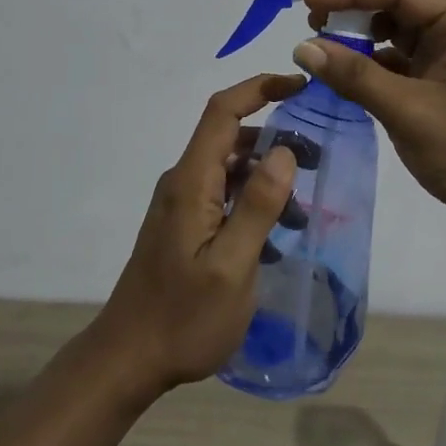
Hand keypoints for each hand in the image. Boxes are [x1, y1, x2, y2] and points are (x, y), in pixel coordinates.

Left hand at [89, 74, 304, 401]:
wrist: (128, 359)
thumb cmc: (183, 318)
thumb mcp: (231, 266)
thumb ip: (257, 205)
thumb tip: (283, 150)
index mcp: (190, 181)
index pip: (222, 111)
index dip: (260, 88)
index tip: (301, 86)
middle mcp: (182, 182)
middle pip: (229, 137)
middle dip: (274, 138)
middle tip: (317, 160)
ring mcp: (180, 205)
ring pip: (229, 169)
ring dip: (266, 176)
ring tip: (304, 208)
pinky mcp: (183, 226)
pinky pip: (222, 196)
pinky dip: (252, 202)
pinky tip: (277, 235)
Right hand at [299, 0, 445, 240]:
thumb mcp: (408, 110)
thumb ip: (354, 76)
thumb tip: (302, 47)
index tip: (308, 3)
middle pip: (397, 8)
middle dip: (353, 15)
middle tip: (310, 27)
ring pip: (396, 38)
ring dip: (360, 43)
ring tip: (321, 54)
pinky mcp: (443, 88)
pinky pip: (400, 66)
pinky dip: (371, 70)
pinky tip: (344, 81)